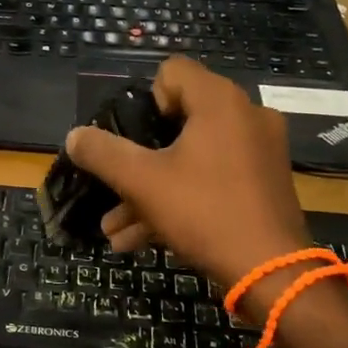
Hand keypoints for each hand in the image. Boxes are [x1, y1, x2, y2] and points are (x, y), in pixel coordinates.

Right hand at [64, 58, 307, 293]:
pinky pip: (214, 177)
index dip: (146, 100)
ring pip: (193, 156)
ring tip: (116, 228)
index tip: (137, 138)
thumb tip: (74, 136)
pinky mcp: (265, 182)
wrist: (273, 276)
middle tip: (117, 184)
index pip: (173, 71)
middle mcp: (246, 115)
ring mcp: (260, 150)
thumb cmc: (205, 213)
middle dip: (140, 157)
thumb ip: (103, 153)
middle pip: (180, 118)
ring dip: (152, 187)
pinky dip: (182, 197)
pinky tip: (141, 239)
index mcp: (220, 101)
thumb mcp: (142, 182)